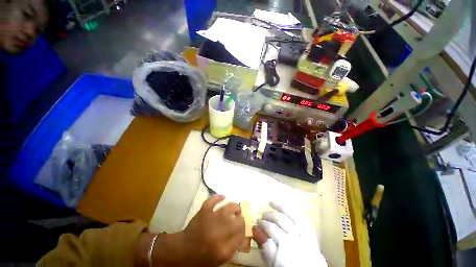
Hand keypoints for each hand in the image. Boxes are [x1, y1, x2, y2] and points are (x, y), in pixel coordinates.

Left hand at [180, 195, 244, 265]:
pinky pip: (212, 201)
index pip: (241, 234)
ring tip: (236, 208)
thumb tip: (243, 234)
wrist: (182, 251)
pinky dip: (218, 197)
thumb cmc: (202, 257)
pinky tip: (224, 196)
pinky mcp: (203, 212)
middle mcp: (219, 233)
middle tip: (239, 218)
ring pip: (228, 208)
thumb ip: (233, 247)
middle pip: (237, 221)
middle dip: (241, 219)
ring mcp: (211, 220)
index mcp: (223, 249)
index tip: (243, 227)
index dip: (244, 228)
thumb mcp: (220, 259)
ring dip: (234, 207)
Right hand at [252, 200, 326, 266]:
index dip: (263, 224)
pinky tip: (287, 208)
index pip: (272, 229)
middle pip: (282, 221)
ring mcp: (307, 236)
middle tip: (262, 215)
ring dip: (281, 207)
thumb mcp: (275, 265)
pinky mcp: (313, 237)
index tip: (256, 223)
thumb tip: (256, 230)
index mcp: (287, 246)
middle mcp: (298, 238)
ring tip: (272, 203)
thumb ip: (266, 248)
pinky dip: (294, 211)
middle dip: (270, 216)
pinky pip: (303, 219)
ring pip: (293, 215)